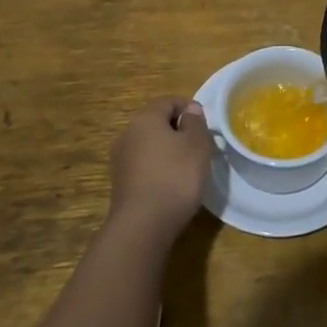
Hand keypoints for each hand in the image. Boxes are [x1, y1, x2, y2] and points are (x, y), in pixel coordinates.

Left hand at [107, 98, 213, 238]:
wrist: (143, 225)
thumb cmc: (175, 176)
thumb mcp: (196, 144)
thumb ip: (195, 122)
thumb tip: (189, 109)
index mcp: (145, 118)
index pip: (168, 101)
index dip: (189, 107)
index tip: (206, 124)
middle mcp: (127, 134)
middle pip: (156, 122)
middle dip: (178, 129)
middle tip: (200, 145)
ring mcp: (120, 159)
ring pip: (149, 145)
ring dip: (168, 150)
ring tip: (188, 166)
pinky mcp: (120, 183)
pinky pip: (144, 165)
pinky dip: (158, 168)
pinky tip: (172, 184)